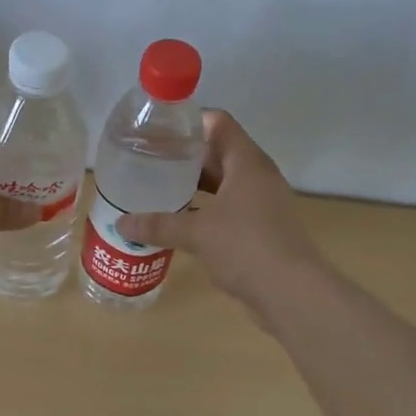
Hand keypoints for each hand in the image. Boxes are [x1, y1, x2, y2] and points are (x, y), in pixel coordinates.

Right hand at [115, 111, 325, 310]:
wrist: (293, 294)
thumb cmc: (247, 247)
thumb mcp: (197, 233)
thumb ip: (159, 225)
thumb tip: (122, 224)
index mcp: (247, 163)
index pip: (218, 123)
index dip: (188, 122)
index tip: (157, 131)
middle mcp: (257, 176)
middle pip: (218, 151)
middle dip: (184, 156)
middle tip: (148, 160)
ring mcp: (261, 202)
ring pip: (222, 182)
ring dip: (193, 184)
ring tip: (157, 188)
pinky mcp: (260, 228)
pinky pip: (227, 207)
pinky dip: (204, 209)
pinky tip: (178, 220)